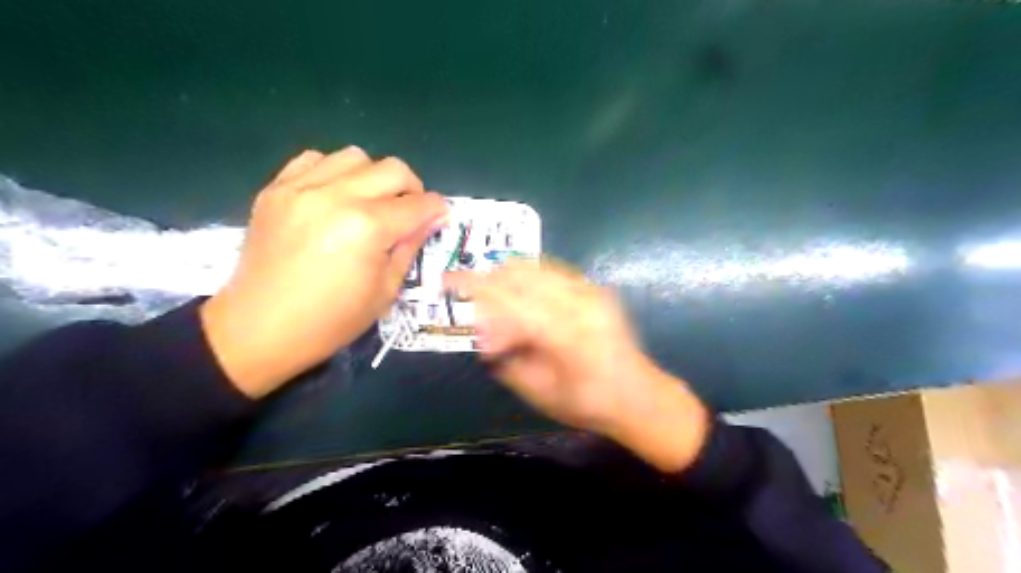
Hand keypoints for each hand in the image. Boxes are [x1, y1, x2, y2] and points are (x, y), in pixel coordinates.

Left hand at [203, 148, 447, 398]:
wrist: (260, 329)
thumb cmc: (332, 320)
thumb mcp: (385, 291)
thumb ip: (410, 246)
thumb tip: (431, 219)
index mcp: (368, 228)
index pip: (419, 204)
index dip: (437, 210)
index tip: (439, 217)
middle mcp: (337, 197)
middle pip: (393, 169)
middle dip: (412, 188)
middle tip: (408, 212)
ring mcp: (301, 188)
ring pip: (355, 156)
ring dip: (373, 176)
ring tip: (369, 202)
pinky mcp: (276, 189)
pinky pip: (315, 159)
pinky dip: (334, 172)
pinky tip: (334, 197)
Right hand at [448, 262, 710, 470]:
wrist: (638, 394)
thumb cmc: (586, 403)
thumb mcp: (537, 391)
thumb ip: (504, 358)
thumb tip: (479, 332)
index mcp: (565, 334)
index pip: (509, 299)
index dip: (473, 287)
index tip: (445, 281)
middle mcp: (579, 302)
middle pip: (519, 274)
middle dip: (488, 282)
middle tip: (471, 302)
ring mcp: (590, 290)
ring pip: (534, 266)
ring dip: (506, 277)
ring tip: (494, 300)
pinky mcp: (594, 287)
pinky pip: (551, 270)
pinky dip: (527, 277)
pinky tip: (521, 296)